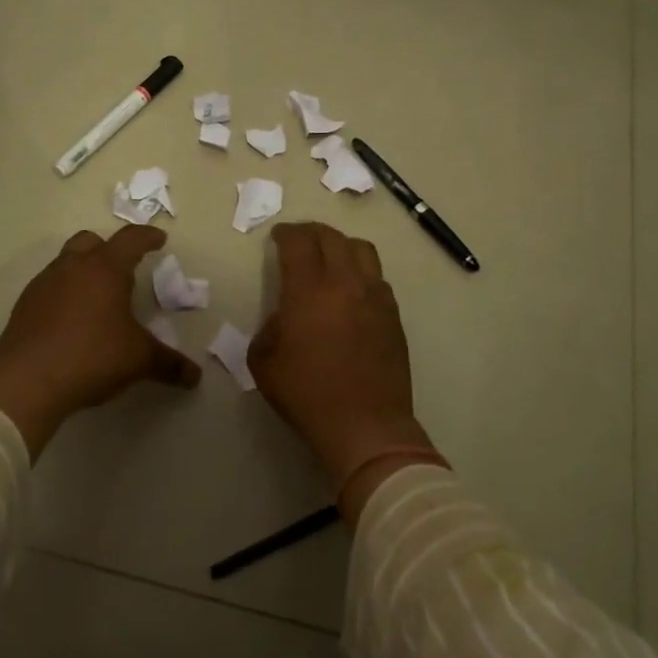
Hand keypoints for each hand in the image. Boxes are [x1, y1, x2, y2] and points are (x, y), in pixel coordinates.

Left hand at [0, 225, 201, 455]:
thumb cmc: (92, 357)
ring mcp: (44, 284)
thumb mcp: (138, 360)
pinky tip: (71, 320)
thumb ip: (169, 364)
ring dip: (83, 270)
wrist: (26, 381)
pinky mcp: (24, 305)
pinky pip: (49, 287)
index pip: (131, 240)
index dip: (148, 237)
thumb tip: (195, 377)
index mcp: (105, 268)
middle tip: (123, 268)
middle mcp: (72, 267)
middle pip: (91, 240)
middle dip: (109, 248)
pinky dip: (64, 293)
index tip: (159, 239)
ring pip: (66, 262)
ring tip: (97, 296)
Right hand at [248, 222, 436, 517]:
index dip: (286, 233)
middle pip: (331, 237)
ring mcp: (375, 296)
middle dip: (311, 232)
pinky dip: (361, 271)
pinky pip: (377, 277)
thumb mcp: (264, 362)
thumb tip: (284, 317)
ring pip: (362, 249)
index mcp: (308, 291)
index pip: (298, 243)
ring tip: (330, 256)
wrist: (365, 424)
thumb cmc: (307, 394)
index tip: (278, 236)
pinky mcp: (393, 314)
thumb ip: (269, 328)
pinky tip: (352, 289)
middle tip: (300, 240)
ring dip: (341, 245)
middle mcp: (345, 283)